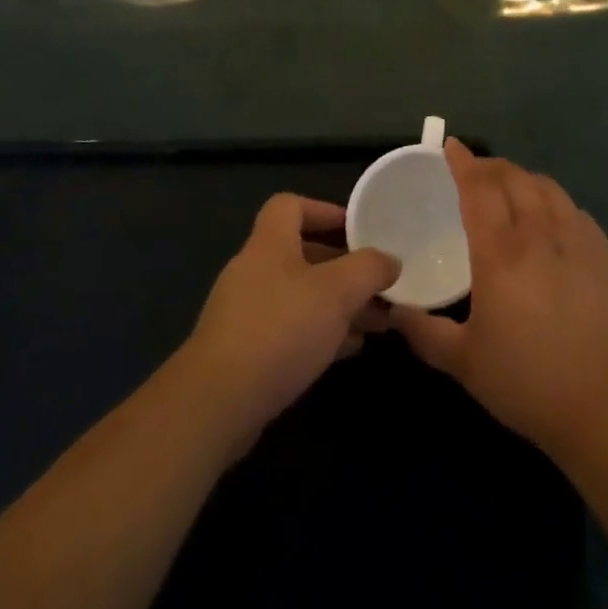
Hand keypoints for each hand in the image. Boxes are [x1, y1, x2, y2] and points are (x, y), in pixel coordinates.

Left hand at [182, 194, 398, 453]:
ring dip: (338, 304)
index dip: (324, 210)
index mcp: (269, 244)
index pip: (290, 205)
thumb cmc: (280, 330)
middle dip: (344, 267)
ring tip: (377, 321)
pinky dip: (321, 332)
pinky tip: (349, 349)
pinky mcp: (245, 352)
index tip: (357, 230)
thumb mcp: (337, 292)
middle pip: (302, 253)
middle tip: (378, 284)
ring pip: (300, 296)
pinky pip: (290, 329)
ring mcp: (246, 312)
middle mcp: (254, 270)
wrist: (218, 402)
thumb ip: (369, 269)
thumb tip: (390, 260)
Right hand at [392, 141, 607, 459]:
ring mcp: (576, 241)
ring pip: (546, 187)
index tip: (450, 146)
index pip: (479, 189)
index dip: (463, 162)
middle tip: (472, 169)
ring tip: (508, 186)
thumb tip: (393, 312)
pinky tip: (550, 215)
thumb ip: (425, 333)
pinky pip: (573, 208)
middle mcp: (538, 234)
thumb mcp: (465, 364)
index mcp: (500, 253)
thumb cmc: (531, 383)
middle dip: (489, 165)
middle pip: (513, 178)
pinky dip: (553, 198)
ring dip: (521, 176)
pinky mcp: (603, 256)